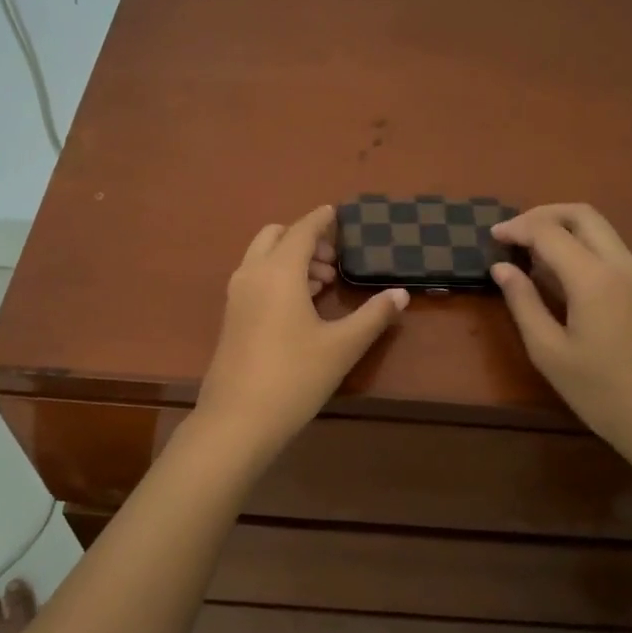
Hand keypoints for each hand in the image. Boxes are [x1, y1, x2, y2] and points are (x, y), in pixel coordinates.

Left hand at [195, 205, 408, 457]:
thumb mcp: (342, 346)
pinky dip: (277, 276)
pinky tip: (301, 307)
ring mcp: (236, 296)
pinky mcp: (231, 317)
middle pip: (275, 236)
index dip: (321, 219)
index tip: (337, 212)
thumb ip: (373, 316)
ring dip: (291, 259)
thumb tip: (401, 293)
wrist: (238, 420)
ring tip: (323, 286)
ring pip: (262, 258)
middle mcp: (252, 274)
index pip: (302, 230)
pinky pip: (255, 278)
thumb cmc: (294, 376)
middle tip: (334, 262)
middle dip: (304, 239)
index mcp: (279, 272)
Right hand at [490, 204, 631, 463]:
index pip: (549, 232)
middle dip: (542, 215)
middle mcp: (620, 264)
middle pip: (581, 214)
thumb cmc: (601, 391)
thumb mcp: (549, 352)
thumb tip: (501, 268)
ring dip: (561, 227)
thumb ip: (523, 303)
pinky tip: (556, 270)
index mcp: (594, 278)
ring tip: (528, 250)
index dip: (517, 228)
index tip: (491, 238)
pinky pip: (607, 247)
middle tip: (512, 233)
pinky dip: (578, 244)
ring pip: (598, 228)